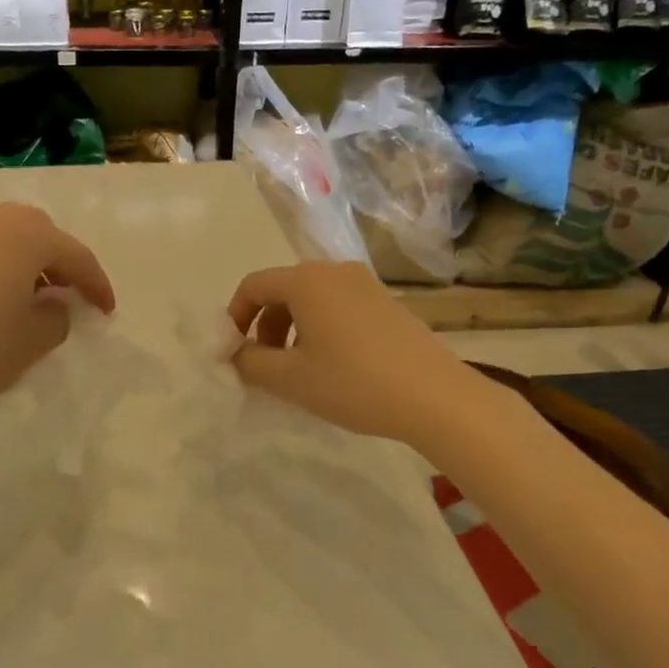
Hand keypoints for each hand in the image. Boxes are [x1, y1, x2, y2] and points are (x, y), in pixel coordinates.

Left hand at [0, 198, 114, 434]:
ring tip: (32, 297)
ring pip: (4, 236)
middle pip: (39, 234)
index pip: (75, 255)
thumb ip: (58, 316)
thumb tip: (54, 303)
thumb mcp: (34, 340)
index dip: (97, 285)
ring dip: (25, 261)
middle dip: (60, 264)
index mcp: (25, 232)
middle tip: (71, 297)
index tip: (107, 311)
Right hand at [227, 261, 494, 448]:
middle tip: (265, 365)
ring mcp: (365, 284)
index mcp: (305, 281)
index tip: (234, 352)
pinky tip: (333, 365)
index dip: (234, 317)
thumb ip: (249, 362)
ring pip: (312, 299)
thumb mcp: (289, 378)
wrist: (435, 396)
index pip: (253, 286)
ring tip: (298, 369)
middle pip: (283, 290)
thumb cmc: (352, 383)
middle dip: (264, 326)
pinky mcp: (387, 302)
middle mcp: (334, 271)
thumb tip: (234, 352)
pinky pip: (338, 307)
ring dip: (292, 329)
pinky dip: (321, 329)